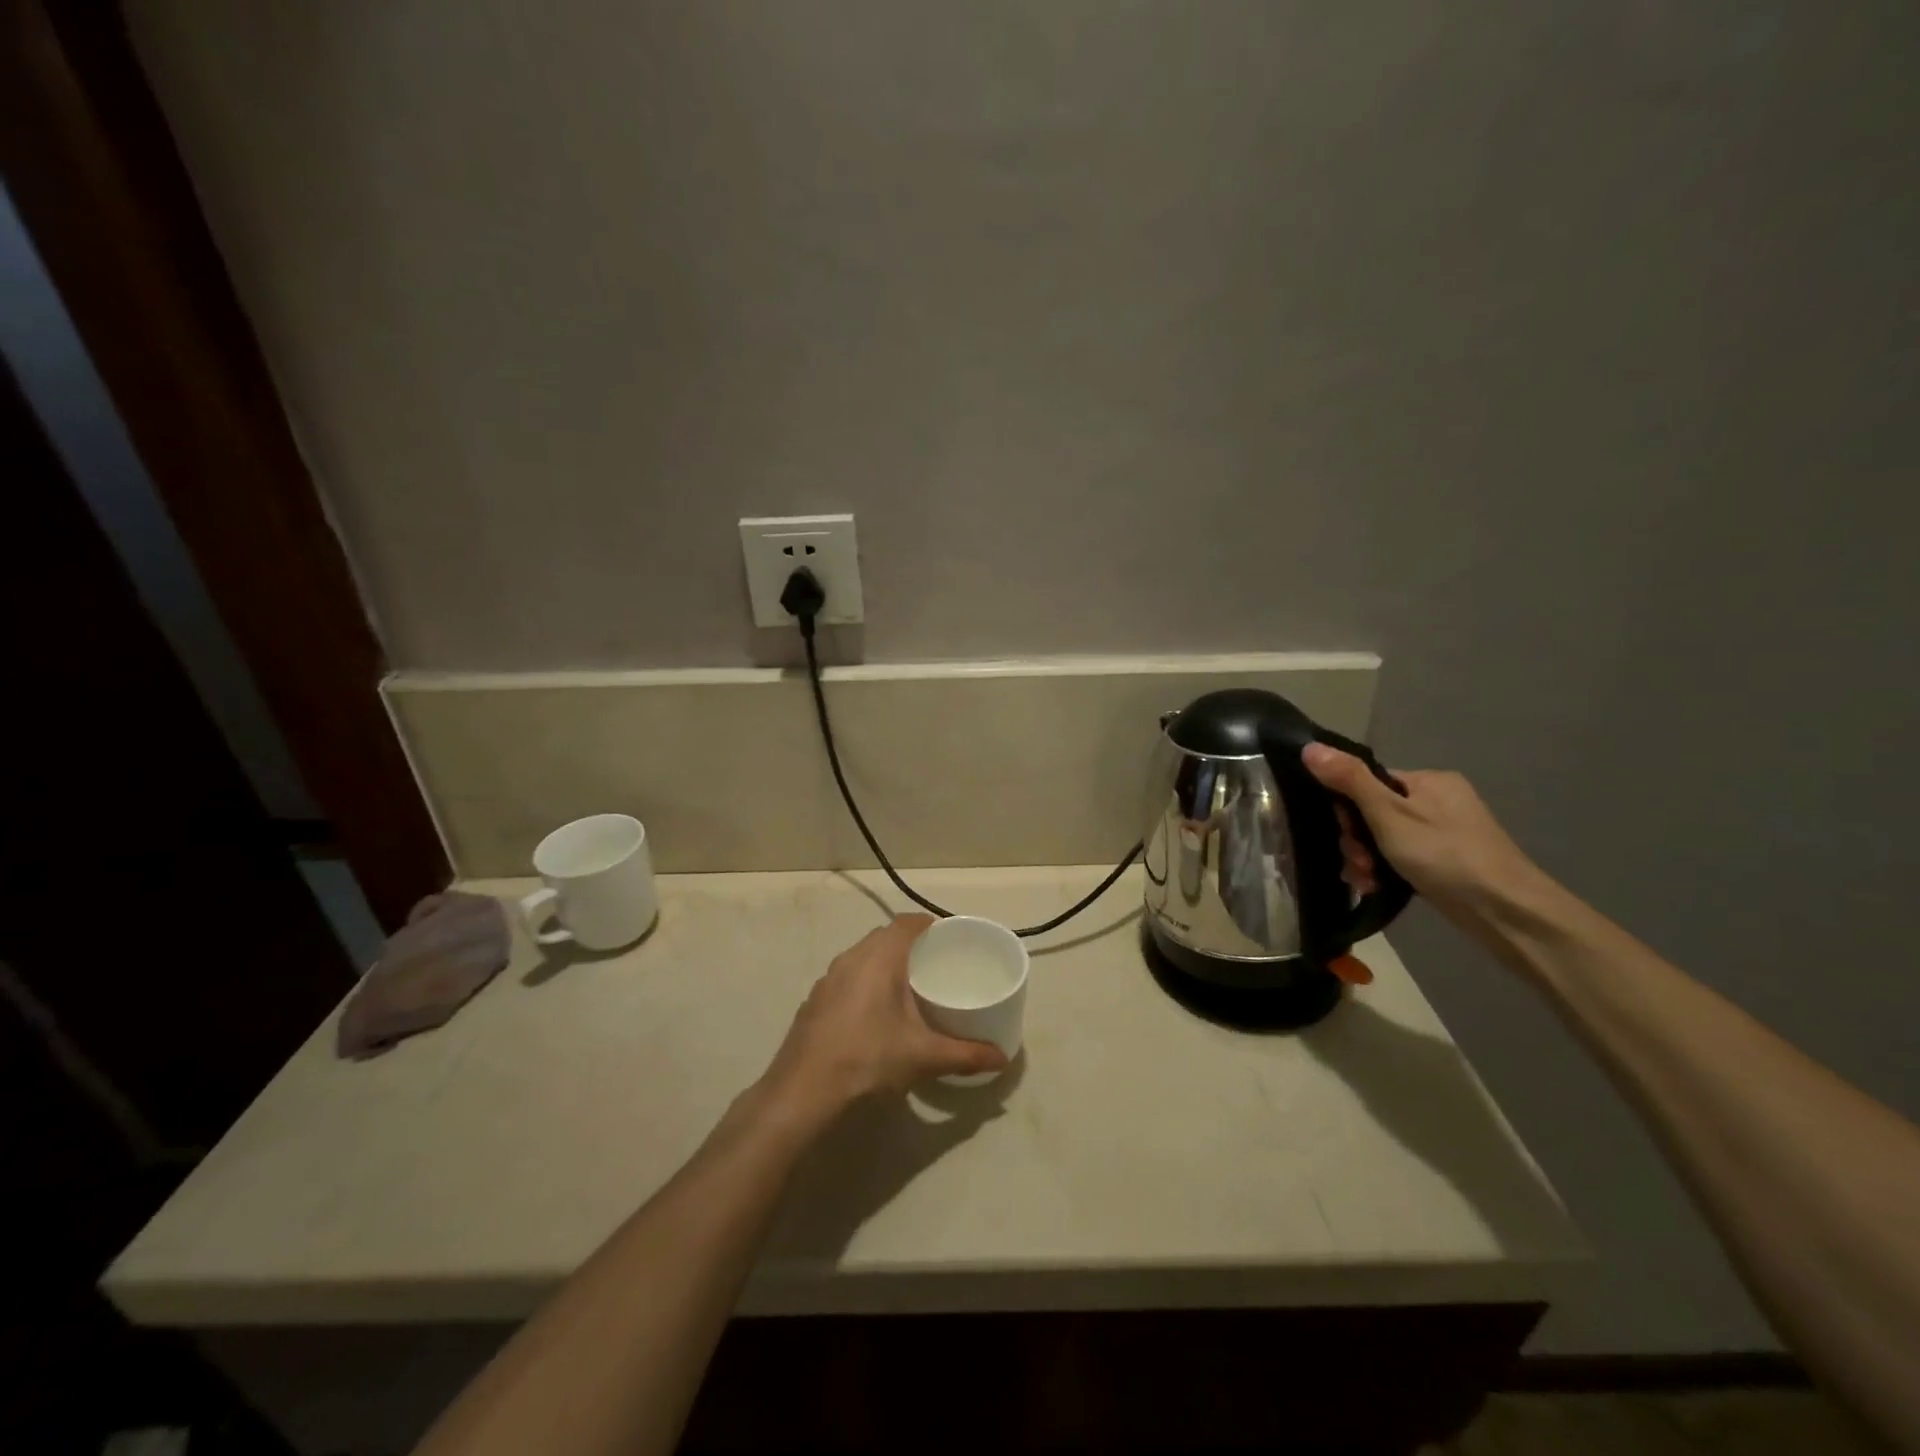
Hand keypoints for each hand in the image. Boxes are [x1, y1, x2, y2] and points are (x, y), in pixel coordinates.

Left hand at [758, 915, 1006, 1122]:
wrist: (802, 1092)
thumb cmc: (867, 1059)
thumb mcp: (923, 1057)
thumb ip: (966, 1054)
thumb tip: (1002, 1058)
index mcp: (878, 958)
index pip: (907, 923)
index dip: (930, 925)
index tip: (950, 938)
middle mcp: (850, 958)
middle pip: (885, 937)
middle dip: (911, 946)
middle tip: (937, 965)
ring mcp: (827, 980)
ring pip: (863, 958)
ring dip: (885, 965)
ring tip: (909, 989)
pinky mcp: (814, 1002)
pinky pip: (847, 979)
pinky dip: (865, 985)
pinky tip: (875, 1015)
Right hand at [1301, 745, 1546, 915]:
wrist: (1506, 912)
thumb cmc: (1444, 855)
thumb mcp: (1388, 814)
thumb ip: (1349, 780)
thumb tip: (1309, 747)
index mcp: (1428, 780)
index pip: (1369, 782)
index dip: (1347, 808)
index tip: (1345, 834)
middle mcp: (1438, 800)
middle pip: (1374, 812)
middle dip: (1357, 840)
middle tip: (1359, 864)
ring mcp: (1444, 832)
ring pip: (1385, 839)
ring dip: (1367, 859)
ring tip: (1367, 881)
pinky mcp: (1447, 862)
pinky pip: (1402, 858)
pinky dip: (1385, 871)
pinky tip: (1376, 887)